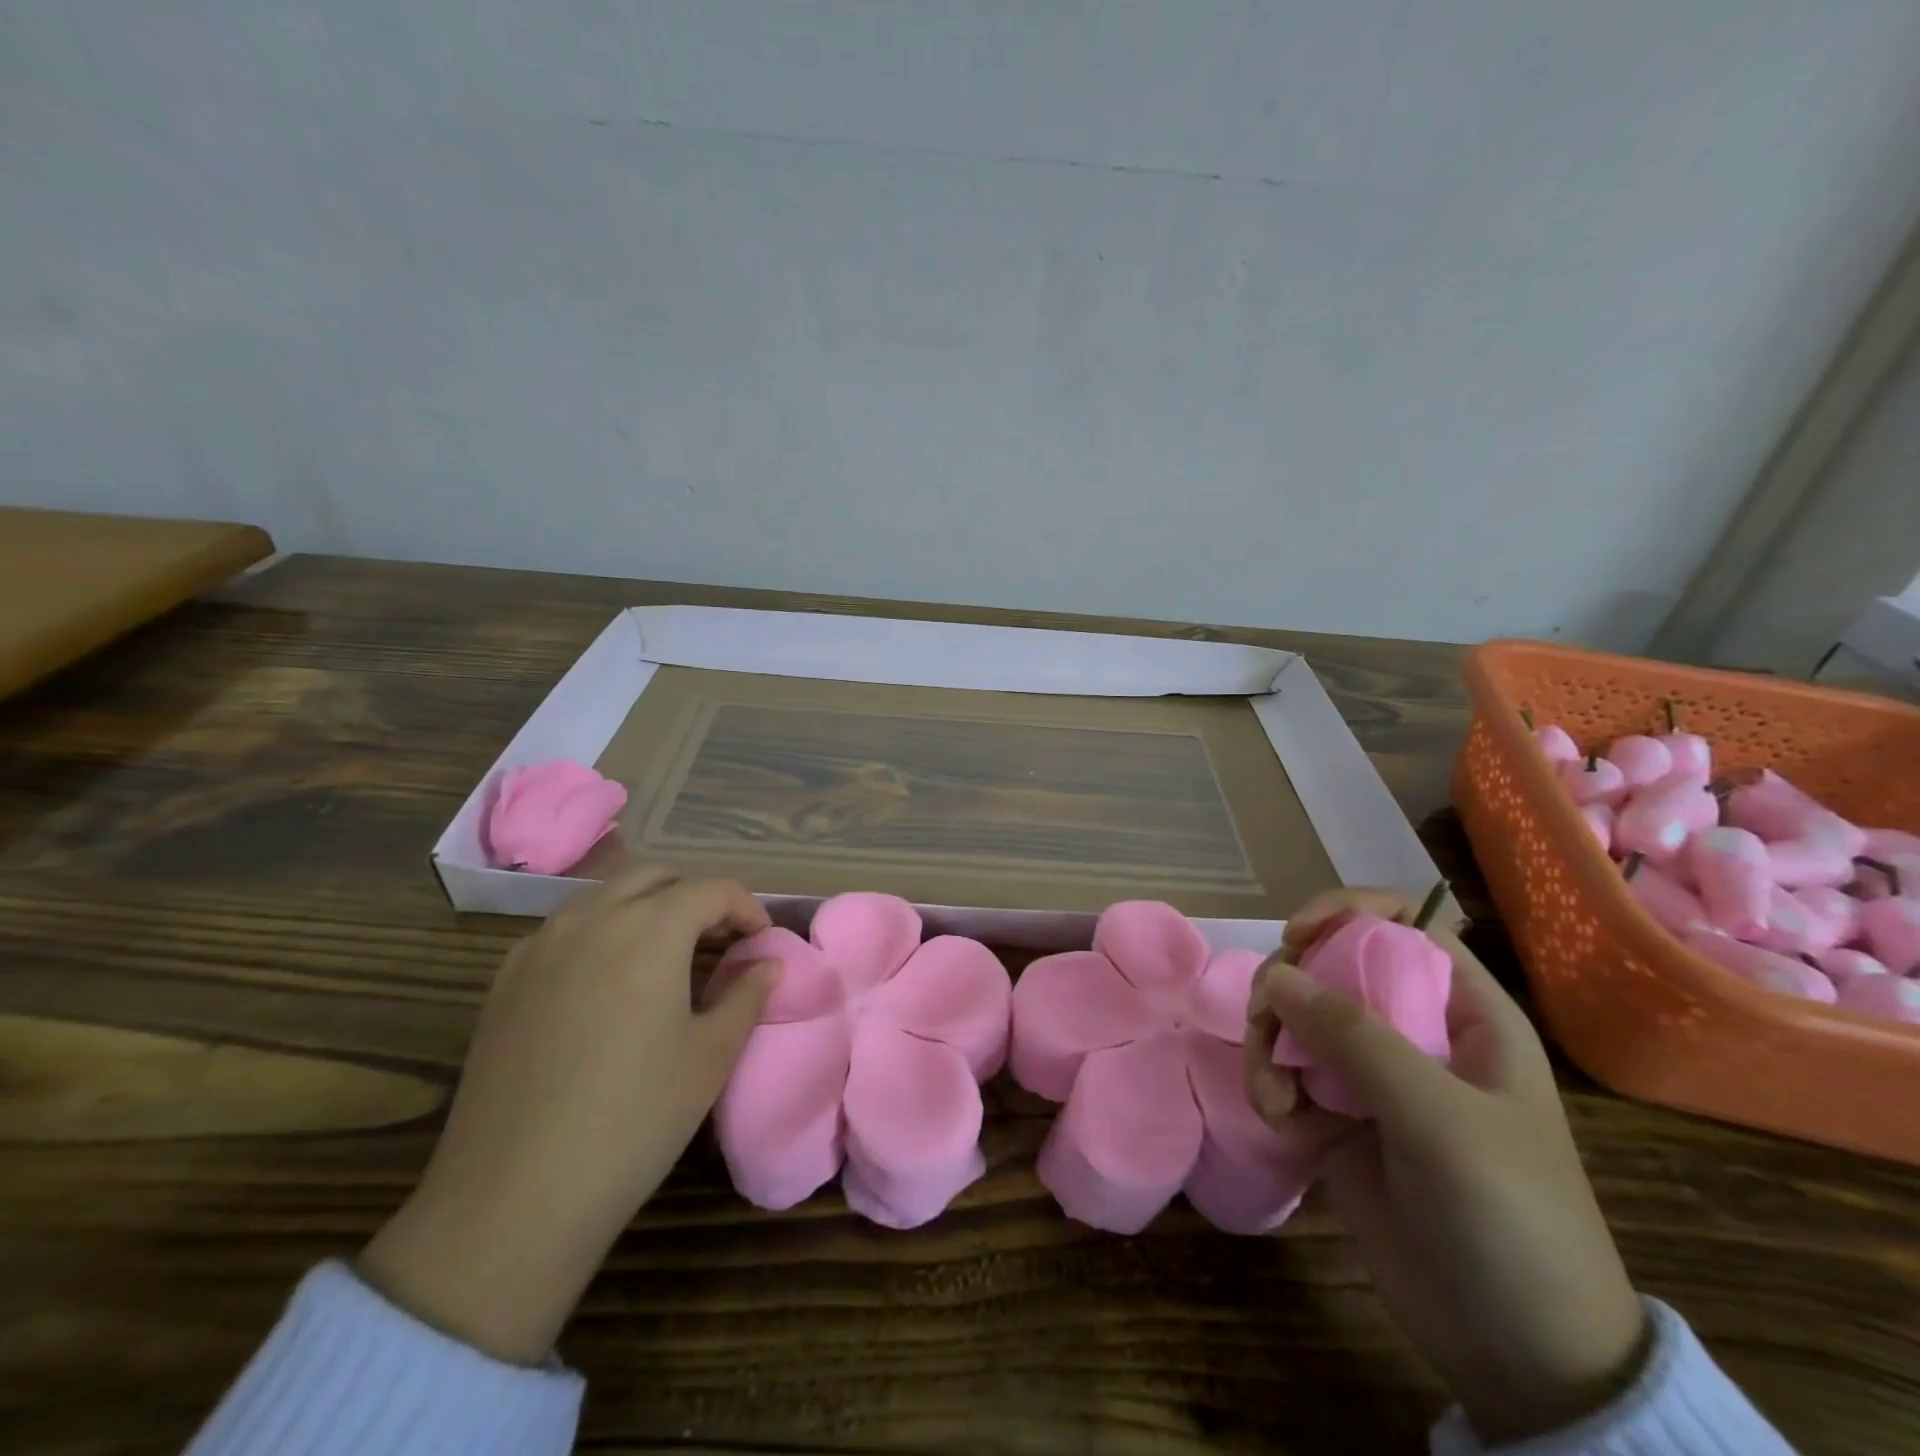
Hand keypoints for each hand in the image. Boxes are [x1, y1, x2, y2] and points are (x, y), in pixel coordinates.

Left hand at [359, 865, 776, 1363]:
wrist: (515, 1196)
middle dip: (696, 897)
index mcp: (651, 927)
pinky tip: (607, 979)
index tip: (761, 942)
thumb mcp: (711, 1055)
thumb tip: (769, 963)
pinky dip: (600, 930)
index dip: (747, 908)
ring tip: (668, 954)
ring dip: (646, 907)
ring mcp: (541, 944)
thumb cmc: (635, 1118)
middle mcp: (593, 917)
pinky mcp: (506, 979)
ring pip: (605, 895)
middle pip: (656, 877)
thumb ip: (747, 994)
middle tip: (720, 940)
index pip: (713, 889)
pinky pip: (565, 928)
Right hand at [1244, 888, 1648, 1443]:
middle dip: (1286, 989)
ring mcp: (1370, 1077)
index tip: (1296, 935)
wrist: (1520, 1355)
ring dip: (1268, 1046)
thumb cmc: (1509, 1218)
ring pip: (1294, 1019)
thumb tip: (1274, 974)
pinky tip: (1280, 1125)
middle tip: (1264, 1024)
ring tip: (1272, 1098)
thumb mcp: (1441, 1119)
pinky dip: (1270, 1089)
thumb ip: (1355, 1038)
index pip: (1401, 925)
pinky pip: (1285, 1074)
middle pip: (1328, 967)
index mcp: (1462, 1013)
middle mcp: (1411, 1032)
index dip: (1345, 912)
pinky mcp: (1336, 1118)